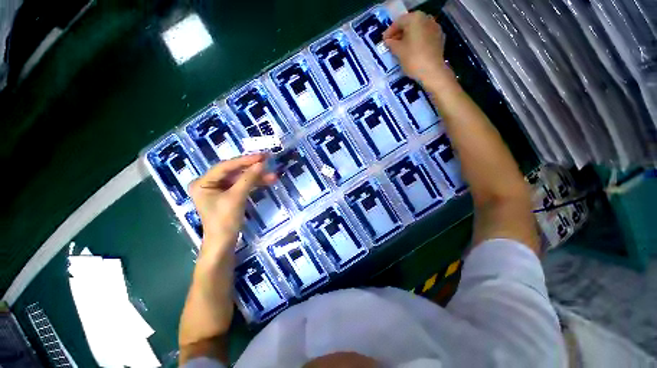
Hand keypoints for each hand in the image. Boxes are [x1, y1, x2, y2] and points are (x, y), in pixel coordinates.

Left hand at [189, 153, 276, 247]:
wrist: (224, 243)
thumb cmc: (224, 221)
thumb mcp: (236, 197)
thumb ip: (248, 179)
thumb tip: (262, 163)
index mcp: (203, 182)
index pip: (225, 166)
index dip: (245, 160)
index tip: (262, 156)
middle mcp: (209, 183)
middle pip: (234, 171)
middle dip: (252, 169)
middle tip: (268, 161)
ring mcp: (220, 189)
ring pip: (240, 178)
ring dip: (256, 177)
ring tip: (273, 176)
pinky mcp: (229, 196)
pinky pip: (243, 186)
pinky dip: (254, 184)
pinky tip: (267, 182)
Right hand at [383, 11, 448, 81]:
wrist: (432, 71)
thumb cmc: (413, 58)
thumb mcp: (398, 51)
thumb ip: (391, 44)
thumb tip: (388, 41)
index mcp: (415, 18)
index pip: (398, 22)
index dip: (389, 32)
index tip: (383, 41)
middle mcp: (426, 19)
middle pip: (409, 24)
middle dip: (399, 34)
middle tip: (391, 45)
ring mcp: (435, 28)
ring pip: (417, 30)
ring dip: (408, 38)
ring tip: (400, 49)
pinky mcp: (439, 38)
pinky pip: (424, 37)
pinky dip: (417, 41)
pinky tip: (412, 50)